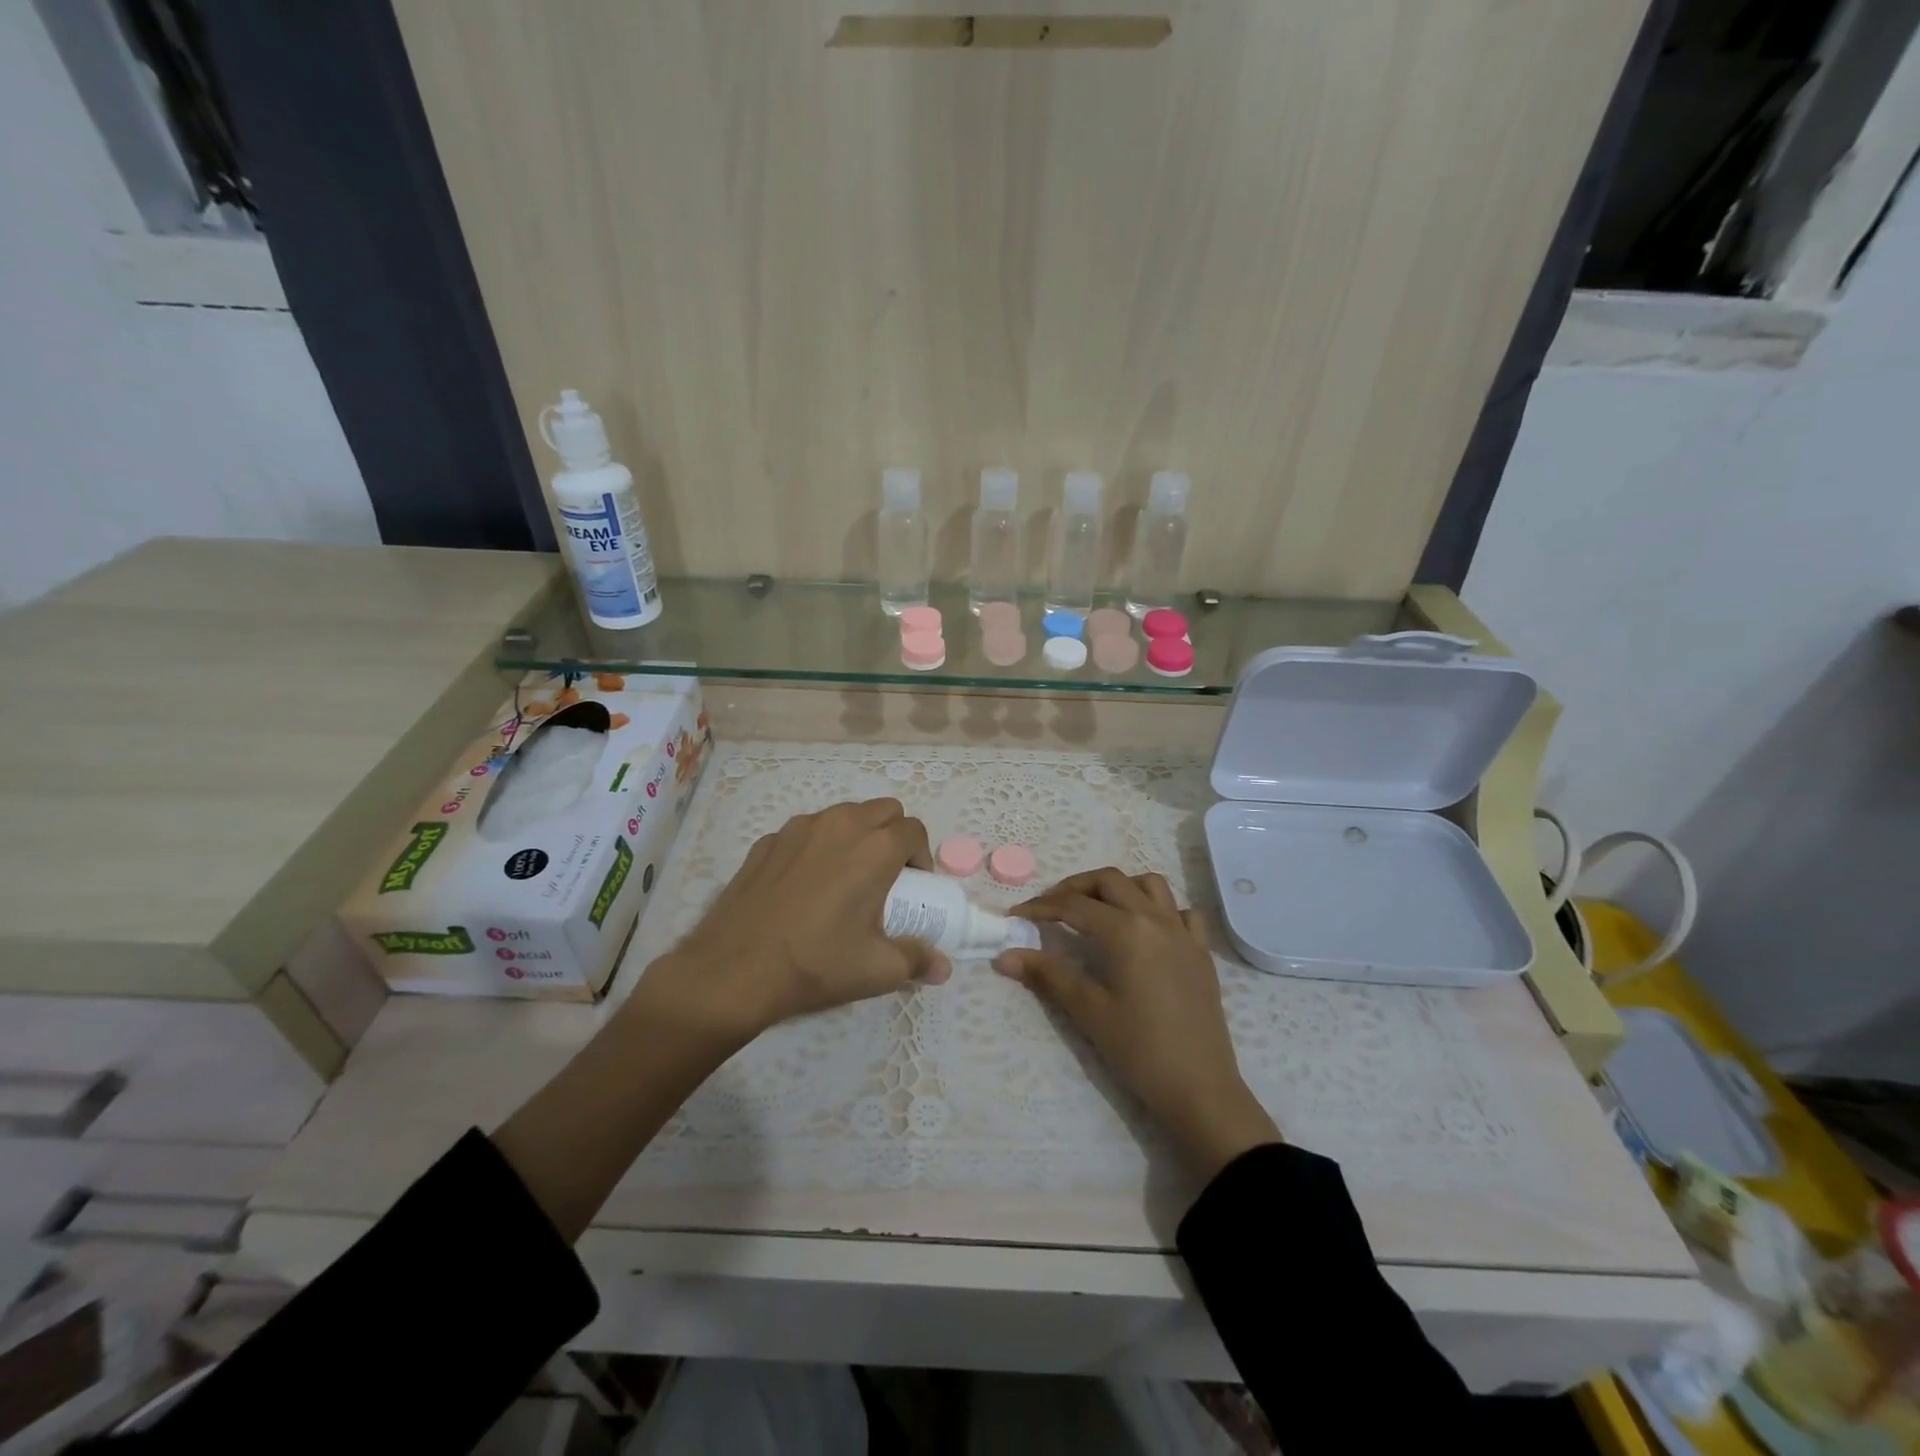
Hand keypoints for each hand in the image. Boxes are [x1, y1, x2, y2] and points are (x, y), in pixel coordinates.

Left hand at [638, 798, 949, 1042]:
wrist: (733, 970)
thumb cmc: (815, 964)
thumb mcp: (876, 970)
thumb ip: (917, 961)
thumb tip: (943, 968)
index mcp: (874, 848)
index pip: (914, 830)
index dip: (921, 856)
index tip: (914, 888)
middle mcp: (840, 825)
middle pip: (883, 810)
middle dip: (894, 835)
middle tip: (887, 877)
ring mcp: (798, 829)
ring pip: (843, 815)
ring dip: (857, 835)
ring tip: (846, 878)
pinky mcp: (767, 841)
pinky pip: (806, 832)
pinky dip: (817, 847)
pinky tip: (805, 886)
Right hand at [997, 868, 1279, 1180]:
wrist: (1200, 1089)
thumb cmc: (1140, 1050)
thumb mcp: (1088, 1011)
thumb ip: (1048, 975)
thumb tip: (1004, 956)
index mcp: (1126, 931)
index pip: (1074, 906)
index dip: (1040, 907)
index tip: (1015, 916)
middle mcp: (1156, 919)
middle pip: (1110, 881)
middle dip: (1075, 887)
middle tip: (1051, 907)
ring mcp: (1184, 932)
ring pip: (1150, 885)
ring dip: (1118, 888)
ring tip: (1097, 909)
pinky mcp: (1201, 952)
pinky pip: (1182, 911)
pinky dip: (1160, 908)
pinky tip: (1146, 929)